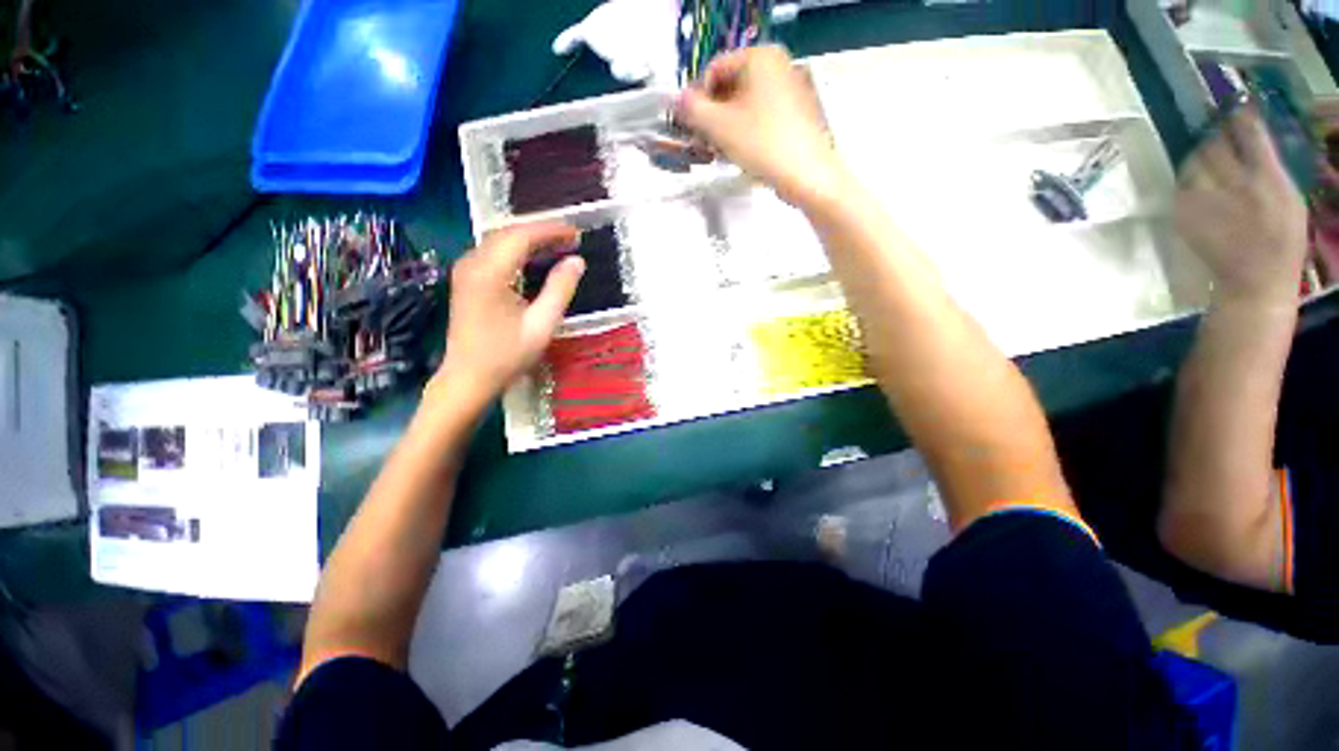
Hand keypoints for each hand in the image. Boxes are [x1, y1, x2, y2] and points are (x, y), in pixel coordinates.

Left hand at [432, 223, 584, 404]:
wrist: (468, 378)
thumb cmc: (507, 356)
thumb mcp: (542, 325)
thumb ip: (560, 289)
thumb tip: (577, 261)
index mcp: (489, 273)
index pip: (521, 236)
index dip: (550, 230)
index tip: (576, 232)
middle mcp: (472, 263)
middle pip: (508, 233)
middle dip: (541, 231)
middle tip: (571, 239)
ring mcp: (465, 270)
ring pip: (499, 240)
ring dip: (529, 239)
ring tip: (559, 246)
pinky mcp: (466, 279)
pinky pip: (493, 253)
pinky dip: (517, 250)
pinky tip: (534, 259)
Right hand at [673, 46, 846, 207]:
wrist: (807, 175)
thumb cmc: (763, 145)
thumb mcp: (718, 127)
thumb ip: (691, 110)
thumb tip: (677, 101)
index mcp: (760, 57)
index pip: (714, 70)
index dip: (697, 99)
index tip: (690, 126)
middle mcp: (778, 65)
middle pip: (730, 87)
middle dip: (712, 116)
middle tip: (703, 142)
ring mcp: (790, 89)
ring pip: (745, 104)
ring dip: (726, 127)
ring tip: (721, 152)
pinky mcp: (796, 114)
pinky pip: (761, 116)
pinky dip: (746, 132)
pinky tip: (741, 154)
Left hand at [1176, 105, 1308, 307]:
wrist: (1253, 279)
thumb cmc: (1282, 239)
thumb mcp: (1291, 197)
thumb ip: (1271, 165)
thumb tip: (1254, 136)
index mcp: (1266, 178)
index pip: (1249, 133)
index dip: (1240, 117)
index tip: (1237, 109)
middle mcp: (1233, 185)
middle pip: (1214, 144)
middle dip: (1216, 136)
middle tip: (1220, 138)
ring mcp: (1204, 201)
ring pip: (1193, 162)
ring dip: (1200, 157)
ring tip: (1210, 162)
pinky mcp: (1183, 216)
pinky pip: (1181, 186)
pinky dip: (1190, 180)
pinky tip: (1201, 185)